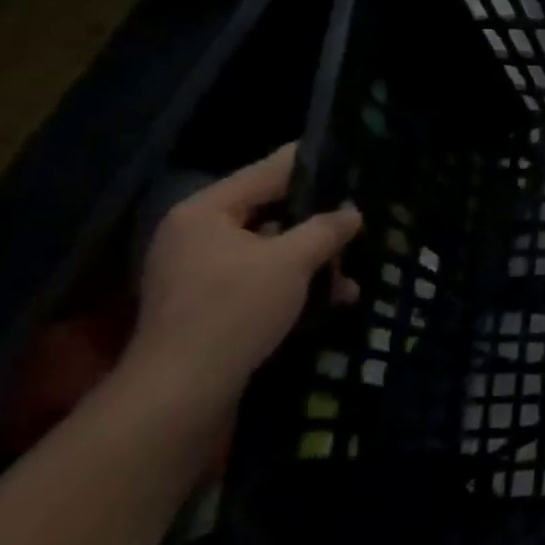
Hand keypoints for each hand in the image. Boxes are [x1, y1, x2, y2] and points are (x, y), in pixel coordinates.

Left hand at [121, 145, 362, 419]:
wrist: (183, 390)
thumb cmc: (235, 309)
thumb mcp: (292, 261)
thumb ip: (327, 229)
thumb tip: (352, 212)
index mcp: (205, 211)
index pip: (267, 172)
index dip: (310, 163)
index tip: (348, 154)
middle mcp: (197, 234)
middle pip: (270, 212)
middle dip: (318, 221)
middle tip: (360, 216)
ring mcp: (199, 271)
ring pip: (271, 249)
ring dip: (313, 259)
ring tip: (354, 271)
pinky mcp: (210, 304)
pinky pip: (261, 278)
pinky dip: (295, 283)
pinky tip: (334, 297)